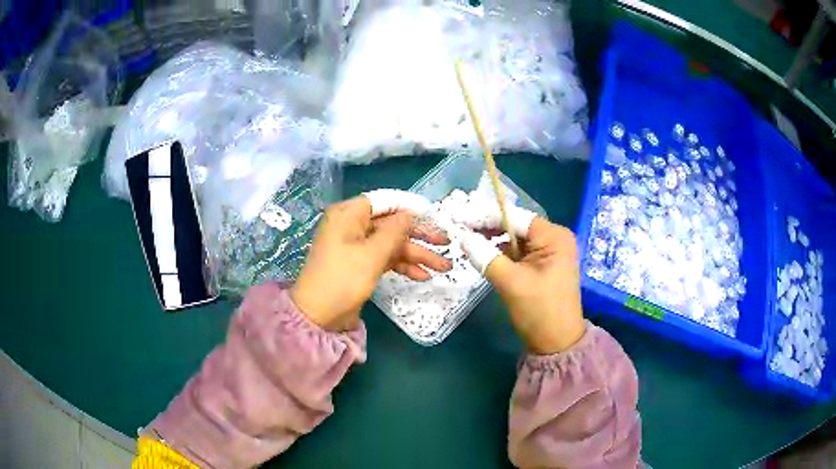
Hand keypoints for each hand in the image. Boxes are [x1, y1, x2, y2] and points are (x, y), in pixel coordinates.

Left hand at [292, 190, 451, 331]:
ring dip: (416, 254)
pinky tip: (423, 276)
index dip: (410, 207)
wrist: (318, 317)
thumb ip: (395, 231)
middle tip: (446, 243)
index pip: (385, 201)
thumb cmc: (342, 279)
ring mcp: (356, 247)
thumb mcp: (371, 254)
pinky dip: (403, 265)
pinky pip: (385, 258)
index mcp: (349, 214)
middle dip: (419, 236)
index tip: (434, 215)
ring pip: (392, 244)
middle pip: (392, 224)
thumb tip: (411, 214)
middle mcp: (352, 226)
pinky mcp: (360, 265)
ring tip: (444, 266)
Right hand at [458, 206, 584, 354]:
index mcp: (554, 237)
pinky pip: (518, 252)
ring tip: (466, 241)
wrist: (557, 344)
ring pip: (515, 239)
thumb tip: (463, 237)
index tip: (458, 216)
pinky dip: (500, 253)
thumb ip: (485, 256)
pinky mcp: (542, 265)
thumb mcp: (511, 283)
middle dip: (488, 227)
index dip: (485, 215)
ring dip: (492, 240)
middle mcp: (554, 238)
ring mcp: (549, 252)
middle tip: (459, 229)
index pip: (514, 217)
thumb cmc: (539, 312)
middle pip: (515, 225)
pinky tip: (483, 254)